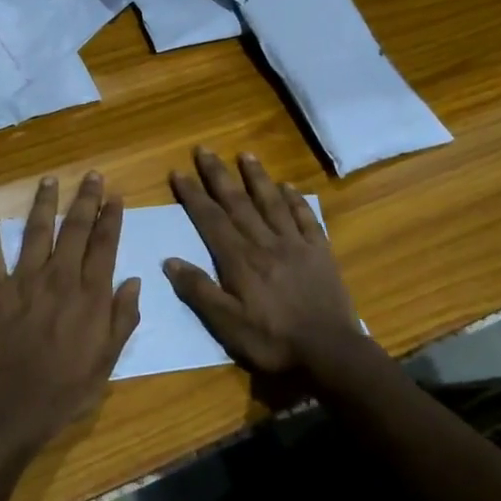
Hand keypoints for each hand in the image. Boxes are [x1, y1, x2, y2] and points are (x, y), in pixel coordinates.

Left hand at [0, 173, 142, 451]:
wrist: (14, 405)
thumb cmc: (68, 388)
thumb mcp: (109, 359)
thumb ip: (123, 318)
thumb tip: (134, 281)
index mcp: (91, 294)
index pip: (105, 245)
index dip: (111, 218)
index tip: (115, 195)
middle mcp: (60, 277)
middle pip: (75, 229)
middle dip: (85, 199)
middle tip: (91, 175)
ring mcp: (24, 280)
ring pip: (36, 231)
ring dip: (43, 203)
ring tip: (49, 180)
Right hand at [165, 148, 363, 375]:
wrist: (330, 351)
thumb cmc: (273, 341)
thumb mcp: (226, 325)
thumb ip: (199, 291)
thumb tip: (170, 261)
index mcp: (239, 260)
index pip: (210, 219)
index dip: (193, 195)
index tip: (178, 172)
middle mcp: (265, 243)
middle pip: (238, 202)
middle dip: (218, 175)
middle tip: (204, 150)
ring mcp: (295, 244)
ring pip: (272, 202)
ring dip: (256, 177)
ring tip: (245, 154)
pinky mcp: (320, 252)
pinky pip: (305, 218)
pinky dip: (296, 200)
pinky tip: (289, 186)